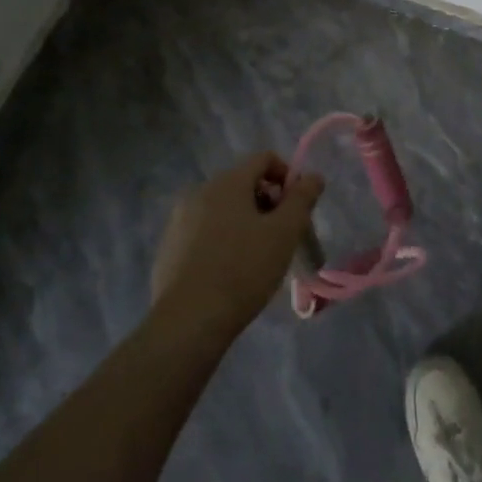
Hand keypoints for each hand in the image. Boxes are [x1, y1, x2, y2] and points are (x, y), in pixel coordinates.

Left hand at [150, 154, 324, 339]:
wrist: (188, 323)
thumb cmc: (243, 270)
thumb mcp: (284, 233)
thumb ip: (302, 199)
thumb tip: (313, 176)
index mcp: (227, 182)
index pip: (264, 159)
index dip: (287, 177)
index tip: (295, 210)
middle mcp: (199, 192)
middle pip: (243, 183)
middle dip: (267, 204)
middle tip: (280, 238)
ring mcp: (179, 220)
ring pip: (223, 209)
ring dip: (245, 223)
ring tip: (256, 259)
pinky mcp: (168, 248)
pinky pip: (203, 232)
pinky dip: (221, 241)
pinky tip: (228, 274)